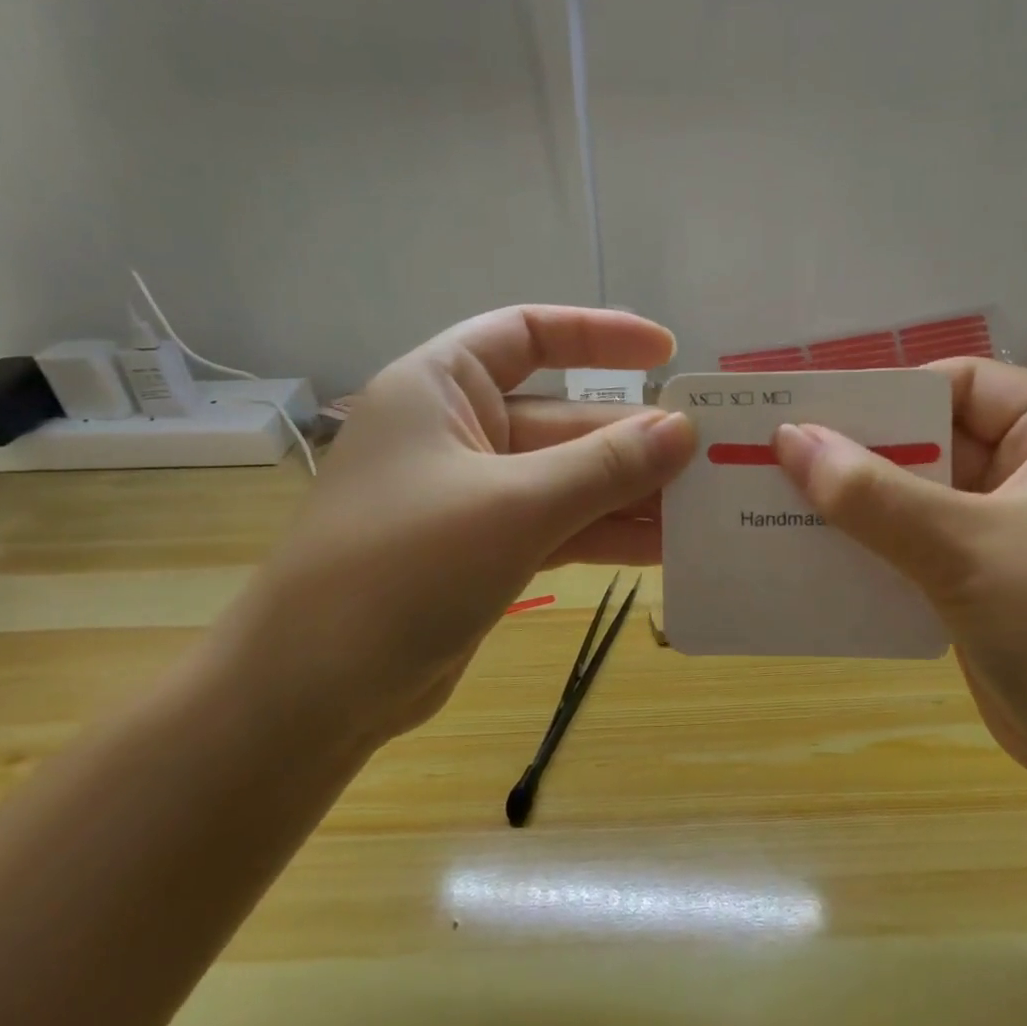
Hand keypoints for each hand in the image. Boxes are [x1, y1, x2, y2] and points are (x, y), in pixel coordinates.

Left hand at [216, 307, 695, 750]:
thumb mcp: (514, 507)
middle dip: (635, 438)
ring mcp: (473, 497)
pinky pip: (560, 527)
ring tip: (705, 508)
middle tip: (714, 457)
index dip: (601, 335)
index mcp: (441, 387)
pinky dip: (606, 534)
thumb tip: (685, 429)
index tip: (668, 353)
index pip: (528, 333)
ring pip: (569, 480)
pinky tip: (665, 548)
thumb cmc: (401, 569)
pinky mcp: (486, 552)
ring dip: (631, 494)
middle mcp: (458, 432)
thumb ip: (604, 466)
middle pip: (563, 419)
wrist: (312, 691)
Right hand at [773, 360, 1026, 812]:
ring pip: (919, 500)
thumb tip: (789, 439)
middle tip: (776, 462)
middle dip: (859, 456)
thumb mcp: (964, 548)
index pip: (960, 385)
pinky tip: (817, 558)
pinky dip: (875, 550)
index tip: (812, 416)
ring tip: (779, 506)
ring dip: (858, 507)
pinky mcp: (989, 584)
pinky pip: (919, 549)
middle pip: (933, 442)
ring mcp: (1013, 532)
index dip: (887, 395)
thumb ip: (872, 494)